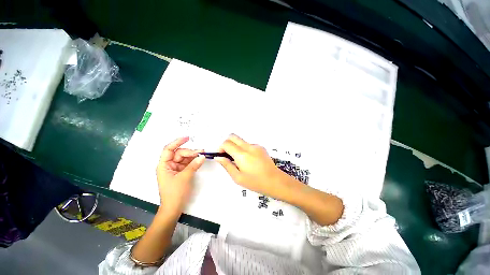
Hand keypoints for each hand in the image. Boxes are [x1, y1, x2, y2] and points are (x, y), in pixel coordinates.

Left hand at [156, 137, 204, 214]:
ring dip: (193, 156)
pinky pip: (187, 163)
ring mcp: (175, 169)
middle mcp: (168, 165)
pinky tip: (199, 160)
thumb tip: (202, 156)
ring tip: (202, 155)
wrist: (174, 208)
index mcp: (164, 165)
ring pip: (184, 158)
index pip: (168, 149)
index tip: (187, 138)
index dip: (177, 142)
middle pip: (179, 153)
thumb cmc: (175, 193)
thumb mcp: (185, 177)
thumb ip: (194, 165)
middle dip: (190, 151)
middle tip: (201, 152)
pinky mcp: (181, 172)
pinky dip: (193, 161)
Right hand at [215, 134, 288, 198]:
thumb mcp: (238, 177)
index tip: (220, 155)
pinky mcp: (261, 147)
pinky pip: (248, 144)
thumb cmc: (256, 182)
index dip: (220, 148)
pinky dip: (244, 149)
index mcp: (242, 155)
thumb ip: (227, 165)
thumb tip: (218, 157)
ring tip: (239, 160)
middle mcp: (249, 147)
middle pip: (233, 136)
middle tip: (227, 154)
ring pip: (241, 140)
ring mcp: (256, 146)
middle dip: (227, 143)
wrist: (275, 181)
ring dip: (236, 147)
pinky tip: (248, 160)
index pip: (226, 143)